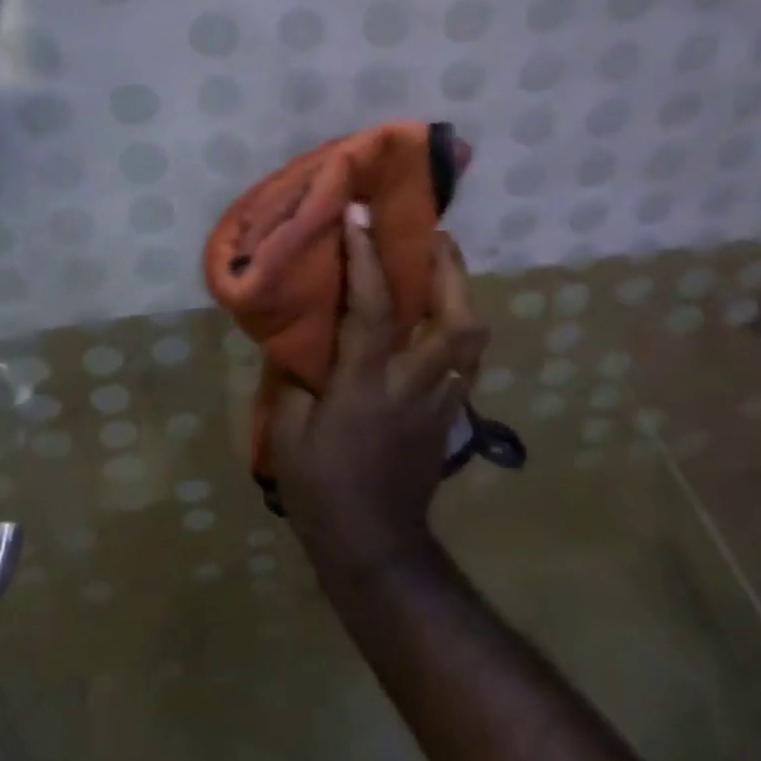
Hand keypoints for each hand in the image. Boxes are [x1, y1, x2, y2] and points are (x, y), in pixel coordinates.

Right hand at [271, 210, 488, 572]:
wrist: (374, 548)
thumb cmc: (321, 488)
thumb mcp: (288, 429)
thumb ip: (298, 375)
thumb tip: (302, 333)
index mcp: (366, 385)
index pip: (372, 309)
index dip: (365, 256)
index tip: (359, 213)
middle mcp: (413, 385)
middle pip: (454, 320)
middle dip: (449, 269)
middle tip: (432, 235)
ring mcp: (440, 401)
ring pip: (472, 338)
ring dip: (461, 293)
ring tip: (442, 266)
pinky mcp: (451, 415)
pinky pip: (467, 359)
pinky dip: (459, 327)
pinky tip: (441, 317)